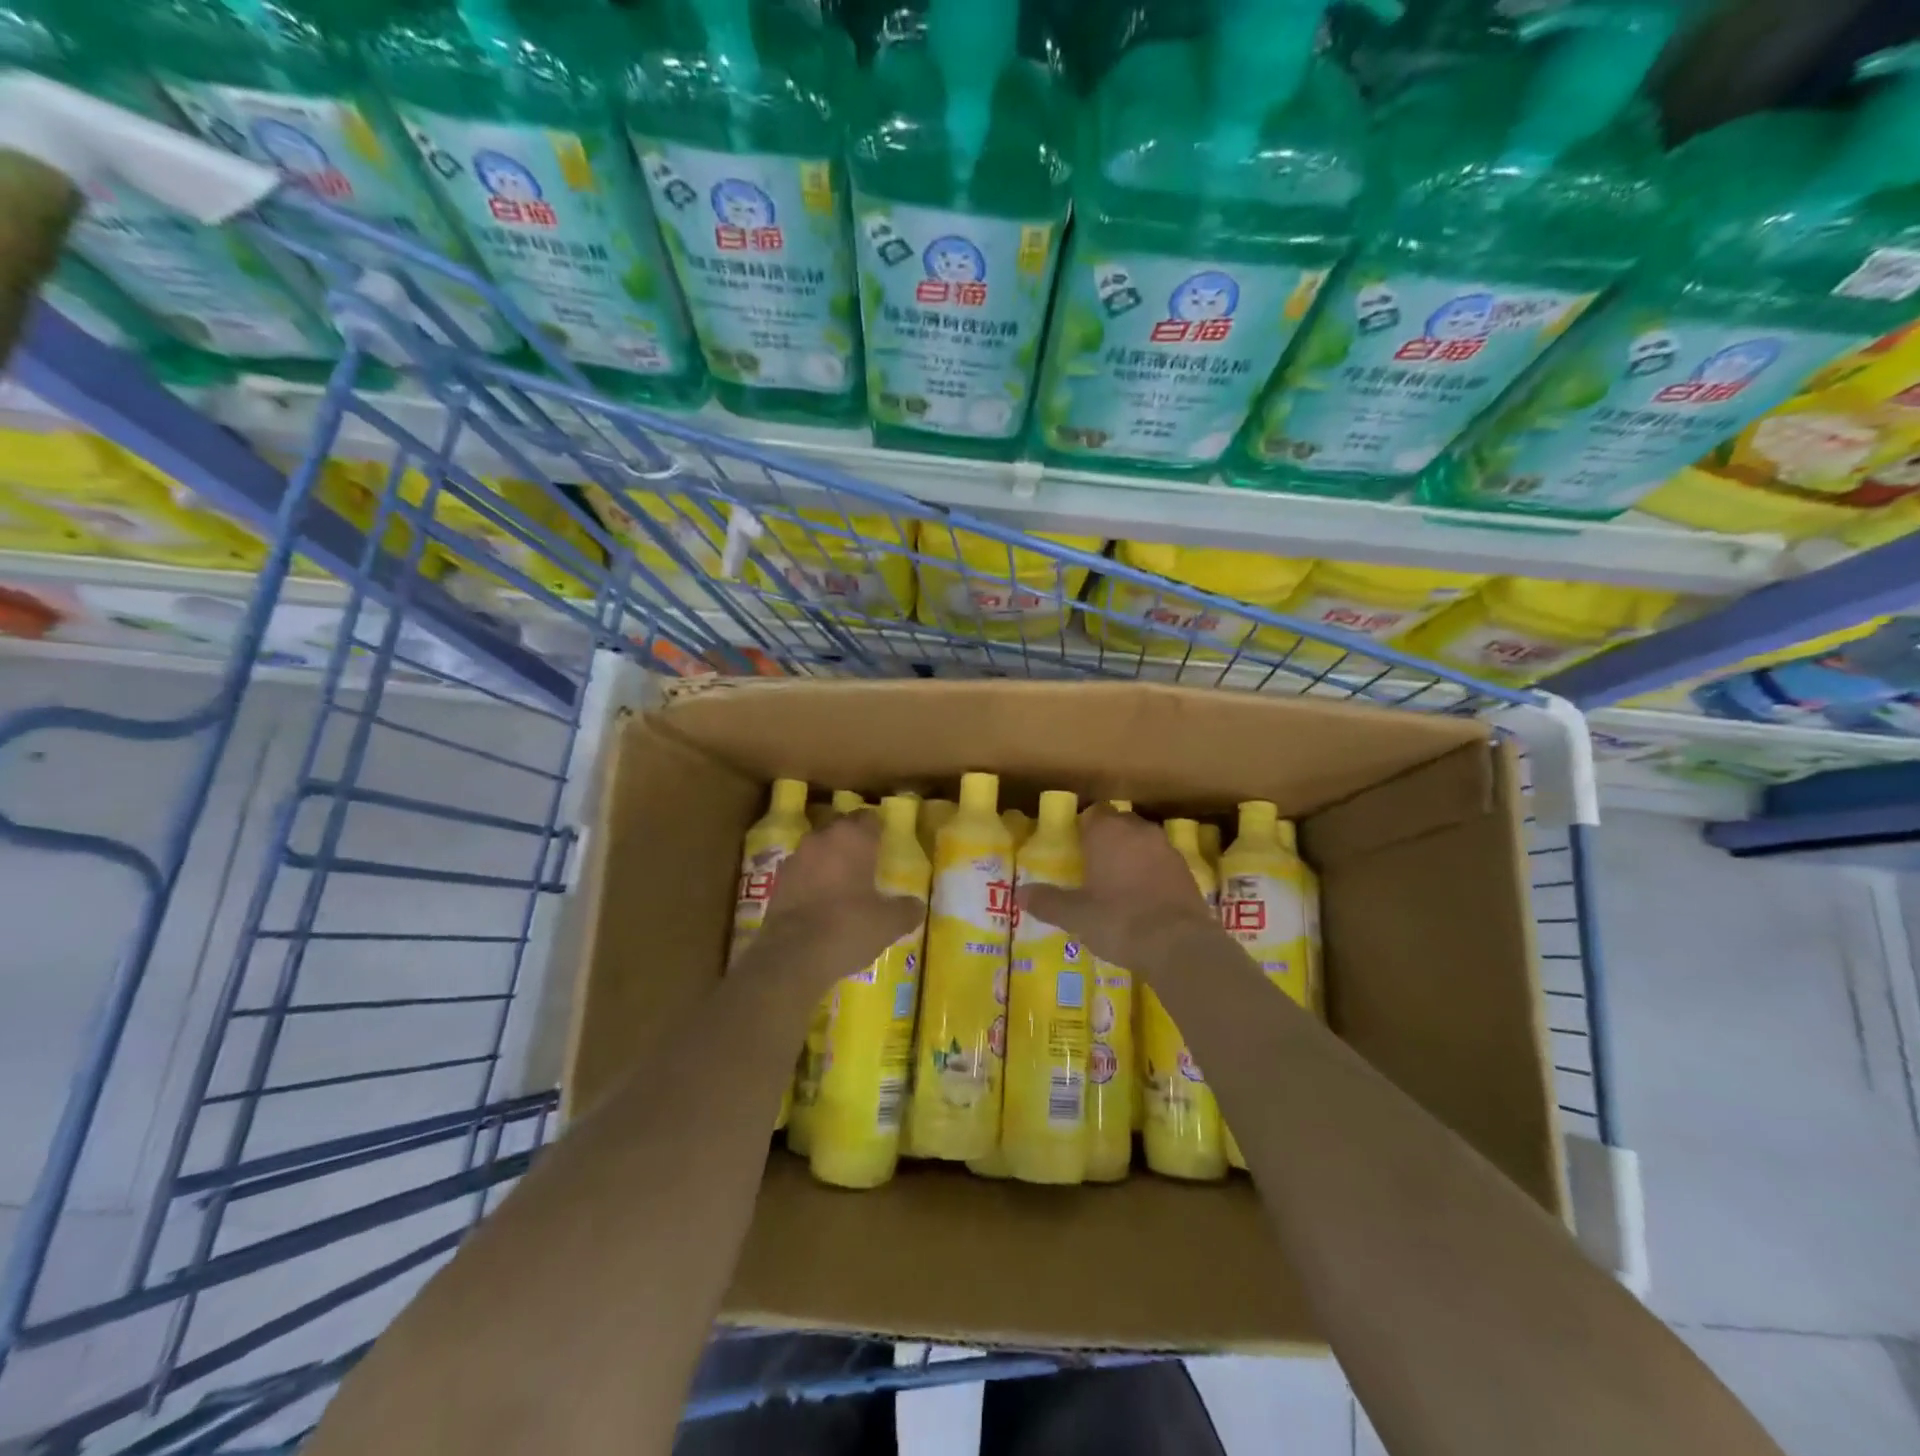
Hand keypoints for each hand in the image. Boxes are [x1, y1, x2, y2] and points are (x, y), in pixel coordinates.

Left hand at [750, 810, 923, 995]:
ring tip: (845, 883)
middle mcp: (822, 838)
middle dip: (854, 841)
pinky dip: (812, 879)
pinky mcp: (778, 881)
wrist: (792, 956)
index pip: (870, 818)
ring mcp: (796, 858)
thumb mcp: (889, 923)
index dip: (879, 829)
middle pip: (842, 828)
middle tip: (869, 862)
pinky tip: (822, 901)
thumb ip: (907, 909)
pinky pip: (803, 871)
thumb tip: (917, 905)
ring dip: (831, 859)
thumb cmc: (848, 927)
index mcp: (853, 838)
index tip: (887, 844)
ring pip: (819, 848)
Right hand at [1017, 807, 1218, 970]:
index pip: (1093, 813)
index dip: (1083, 828)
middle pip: (1119, 824)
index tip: (1074, 848)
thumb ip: (1047, 901)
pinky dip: (1151, 873)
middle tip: (1092, 866)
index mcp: (1107, 832)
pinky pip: (1161, 863)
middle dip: (1107, 839)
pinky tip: (1144, 898)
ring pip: (1142, 842)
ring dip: (1131, 855)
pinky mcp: (1187, 871)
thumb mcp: (1076, 915)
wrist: (1178, 944)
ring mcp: (1166, 849)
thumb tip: (1019, 894)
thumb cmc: (1118, 920)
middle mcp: (1138, 831)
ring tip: (1118, 883)